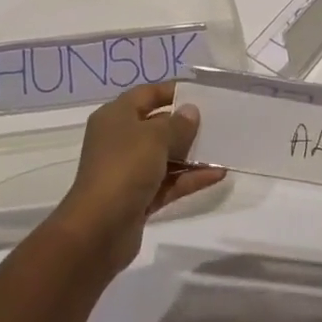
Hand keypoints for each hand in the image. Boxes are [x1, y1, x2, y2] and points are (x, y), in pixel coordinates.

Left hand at [51, 81, 224, 273]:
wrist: (98, 230)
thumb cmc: (123, 168)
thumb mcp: (154, 138)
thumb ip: (177, 124)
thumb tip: (191, 111)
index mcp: (116, 117)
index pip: (146, 94)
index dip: (171, 91)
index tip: (200, 93)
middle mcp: (120, 140)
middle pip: (157, 126)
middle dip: (185, 125)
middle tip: (217, 121)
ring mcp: (129, 171)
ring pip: (165, 156)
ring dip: (192, 154)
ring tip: (223, 149)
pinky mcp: (140, 198)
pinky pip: (169, 182)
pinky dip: (190, 178)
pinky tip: (217, 175)